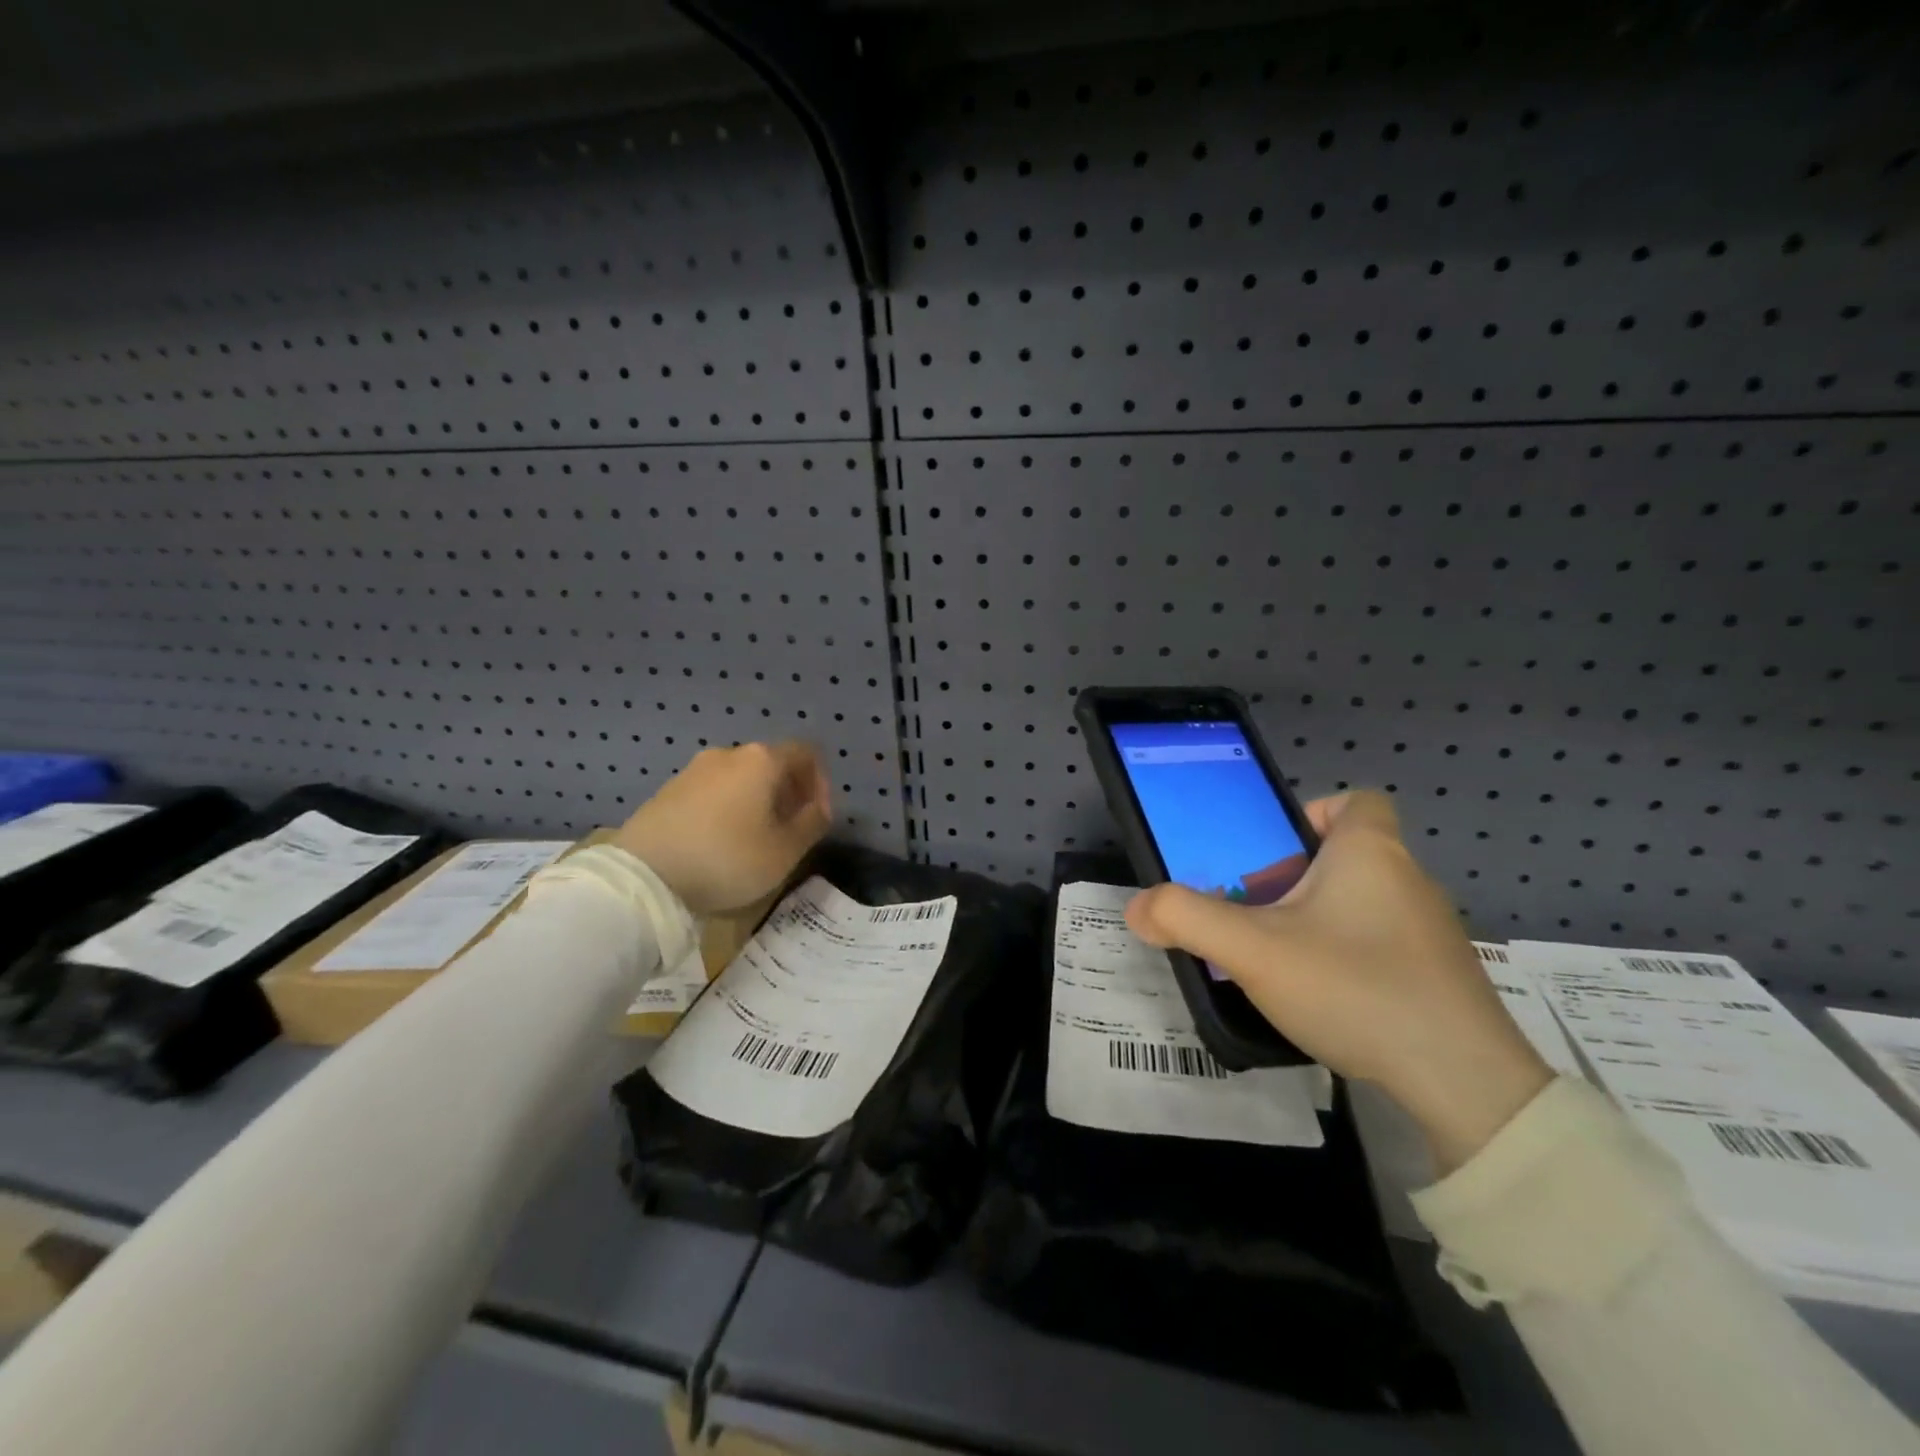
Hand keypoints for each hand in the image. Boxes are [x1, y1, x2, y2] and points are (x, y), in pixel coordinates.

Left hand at [615, 743, 831, 915]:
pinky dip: (727, 808)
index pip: (805, 754)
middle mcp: (728, 754)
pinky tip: (720, 841)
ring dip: (756, 801)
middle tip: (790, 829)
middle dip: (788, 793)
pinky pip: (712, 792)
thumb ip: (812, 823)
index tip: (818, 816)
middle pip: (771, 764)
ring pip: (740, 778)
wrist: (644, 877)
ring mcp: (693, 770)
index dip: (820, 782)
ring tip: (755, 838)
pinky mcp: (667, 790)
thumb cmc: (726, 859)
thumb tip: (819, 808)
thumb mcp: (784, 851)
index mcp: (761, 760)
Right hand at [1125, 791, 1551, 1170]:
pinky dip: (1347, 955)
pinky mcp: (1440, 976)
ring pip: (1361, 902)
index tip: (1272, 853)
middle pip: (1344, 855)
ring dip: (1316, 920)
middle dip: (1293, 877)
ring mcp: (1431, 931)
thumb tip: (1138, 908)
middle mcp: (1409, 879)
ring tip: (1278, 959)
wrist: (1466, 1086)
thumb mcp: (1253, 951)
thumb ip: (1186, 919)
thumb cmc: (1356, 988)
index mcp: (1371, 853)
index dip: (1311, 815)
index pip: (1355, 800)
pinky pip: (1381, 942)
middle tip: (1253, 912)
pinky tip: (1324, 997)